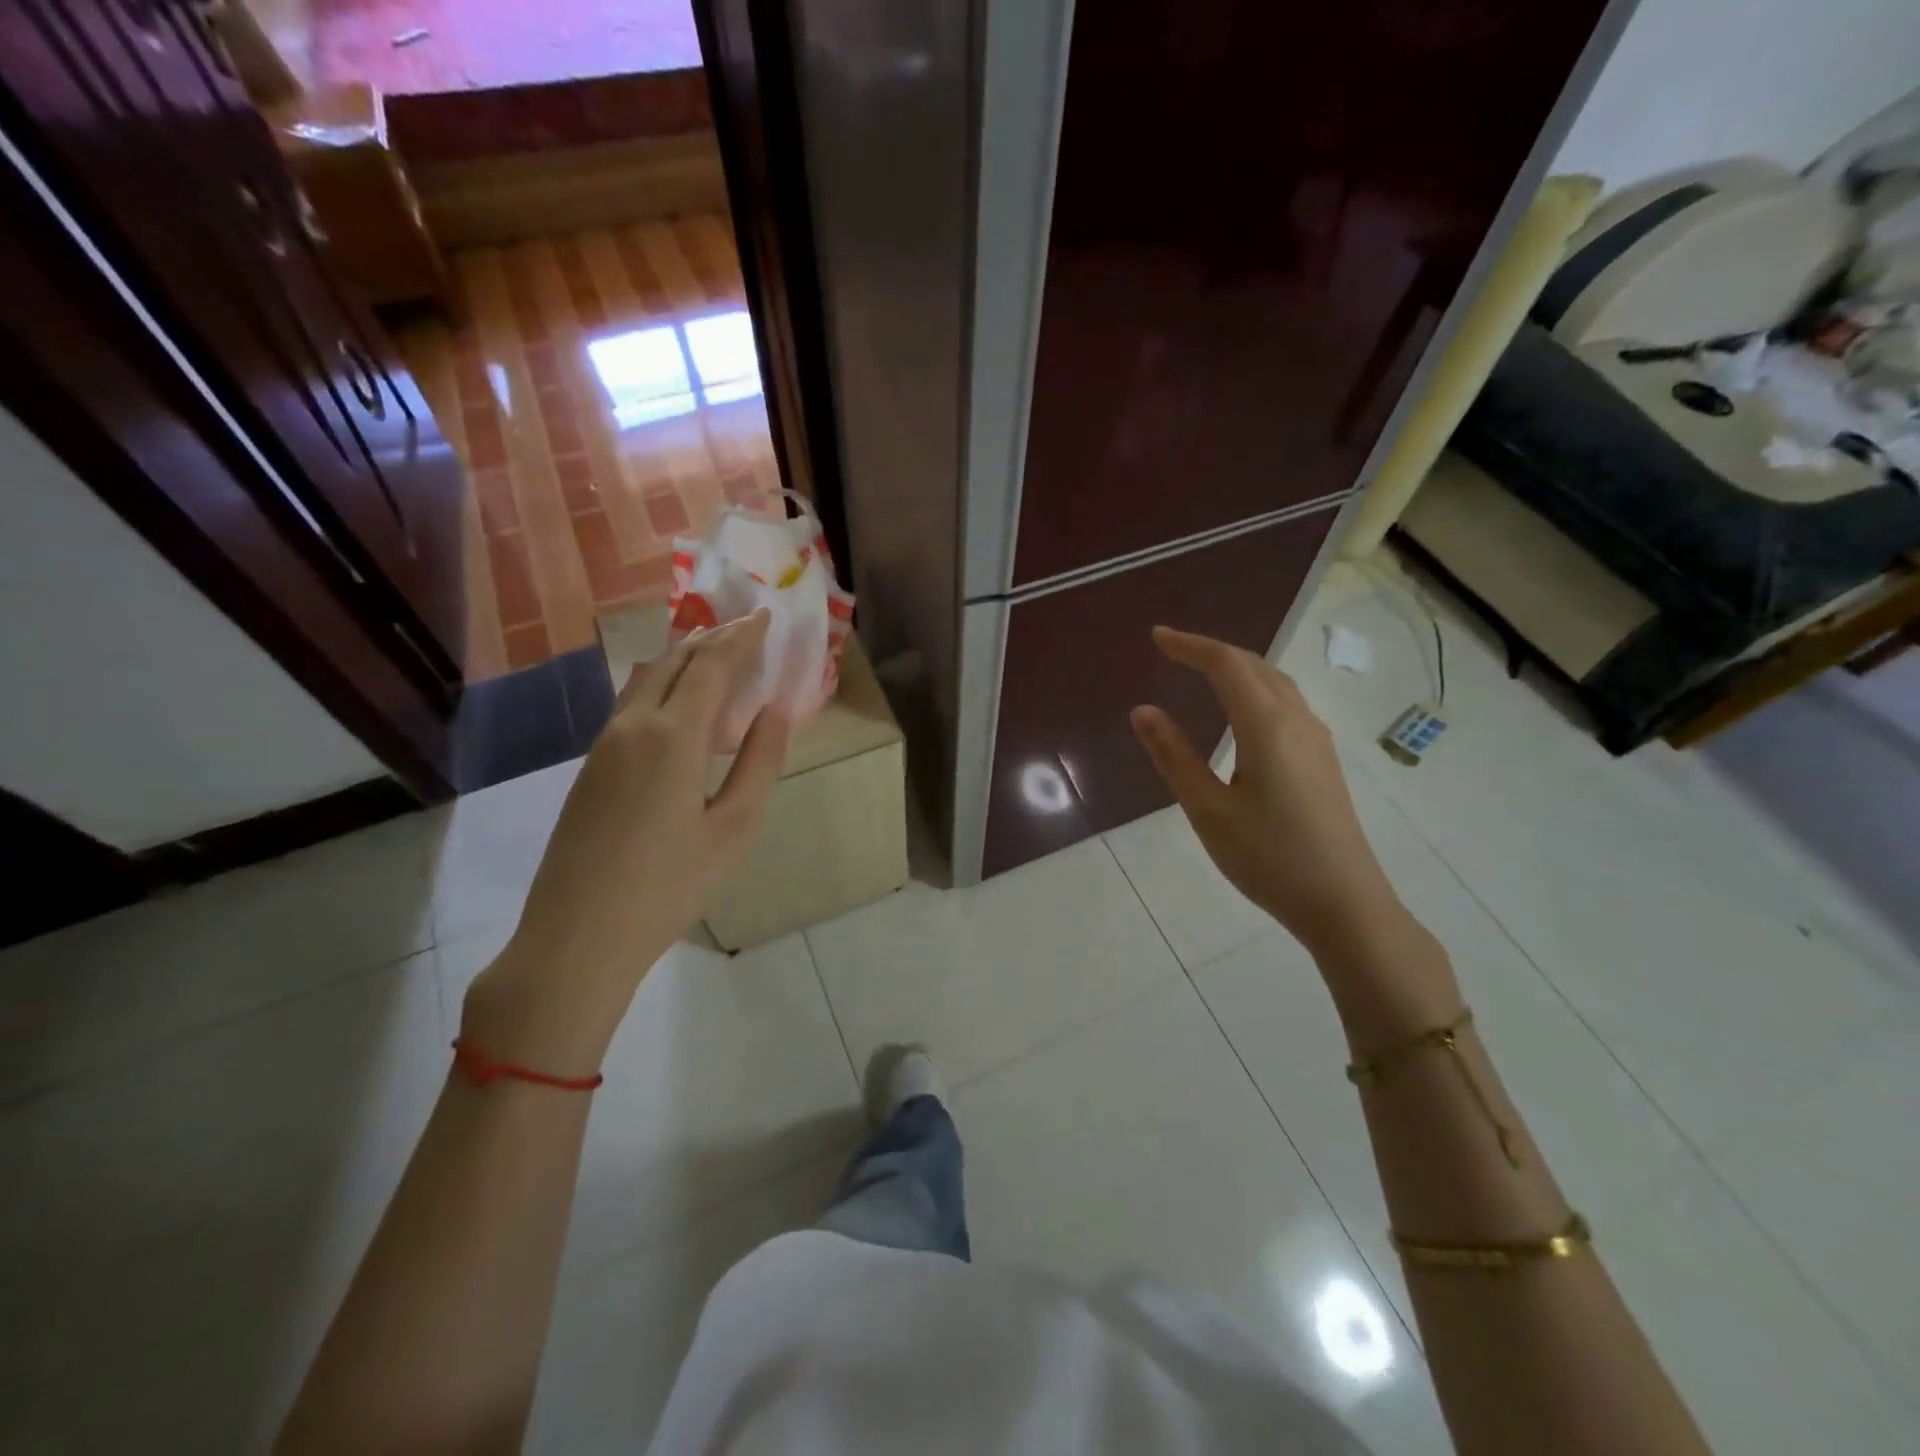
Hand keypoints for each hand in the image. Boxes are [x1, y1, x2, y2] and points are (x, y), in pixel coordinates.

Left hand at [464, 611, 790, 1071]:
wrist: (577, 937)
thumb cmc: (670, 886)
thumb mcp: (735, 828)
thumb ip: (760, 763)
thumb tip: (777, 710)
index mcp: (672, 736)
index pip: (710, 666)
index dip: (740, 638)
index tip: (764, 617)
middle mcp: (632, 726)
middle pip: (672, 663)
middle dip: (711, 640)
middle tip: (744, 630)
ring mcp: (603, 746)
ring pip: (645, 680)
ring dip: (682, 660)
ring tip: (714, 656)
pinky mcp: (590, 769)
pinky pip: (631, 706)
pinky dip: (662, 687)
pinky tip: (678, 707)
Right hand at [1129, 626, 1409, 961]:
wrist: (1345, 904)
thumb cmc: (1269, 857)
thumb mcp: (1208, 810)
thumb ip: (1174, 756)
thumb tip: (1143, 710)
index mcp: (1267, 725)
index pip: (1226, 664)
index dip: (1190, 645)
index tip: (1157, 637)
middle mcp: (1297, 720)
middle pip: (1254, 666)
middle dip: (1212, 651)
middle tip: (1172, 651)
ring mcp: (1316, 740)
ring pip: (1275, 683)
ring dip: (1237, 668)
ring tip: (1202, 672)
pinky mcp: (1323, 760)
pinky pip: (1286, 704)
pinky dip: (1255, 690)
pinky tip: (1242, 713)